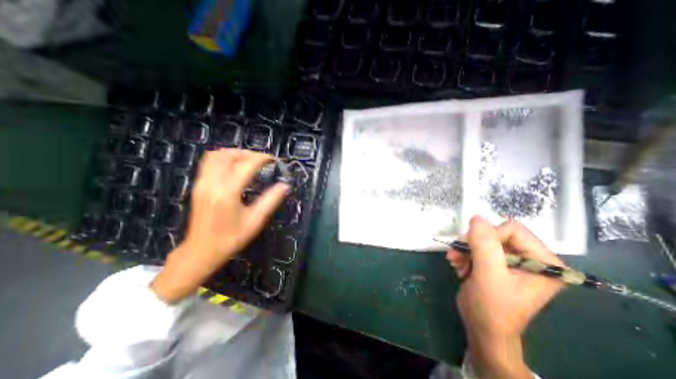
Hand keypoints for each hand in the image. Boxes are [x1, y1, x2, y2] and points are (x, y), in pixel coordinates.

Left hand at [151, 149, 288, 302]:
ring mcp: (202, 183)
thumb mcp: (255, 221)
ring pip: (215, 156)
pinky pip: (208, 163)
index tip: (273, 160)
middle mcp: (212, 184)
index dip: (262, 158)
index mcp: (228, 193)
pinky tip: (234, 166)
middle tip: (262, 160)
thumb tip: (284, 186)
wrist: (201, 251)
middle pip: (228, 155)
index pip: (246, 165)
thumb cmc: (231, 238)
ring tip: (249, 160)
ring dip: (234, 153)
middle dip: (248, 153)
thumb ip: (271, 201)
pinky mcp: (198, 186)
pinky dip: (223, 158)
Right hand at [448, 217, 566, 378]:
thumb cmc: (492, 308)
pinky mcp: (498, 264)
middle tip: (456, 254)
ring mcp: (514, 262)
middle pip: (496, 234)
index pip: (513, 230)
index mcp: (544, 262)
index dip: (488, 236)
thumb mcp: (488, 275)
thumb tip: (477, 217)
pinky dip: (465, 254)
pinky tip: (458, 265)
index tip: (471, 249)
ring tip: (454, 261)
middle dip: (472, 243)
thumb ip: (484, 245)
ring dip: (465, 249)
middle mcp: (532, 259)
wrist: (482, 329)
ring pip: (483, 239)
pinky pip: (478, 248)